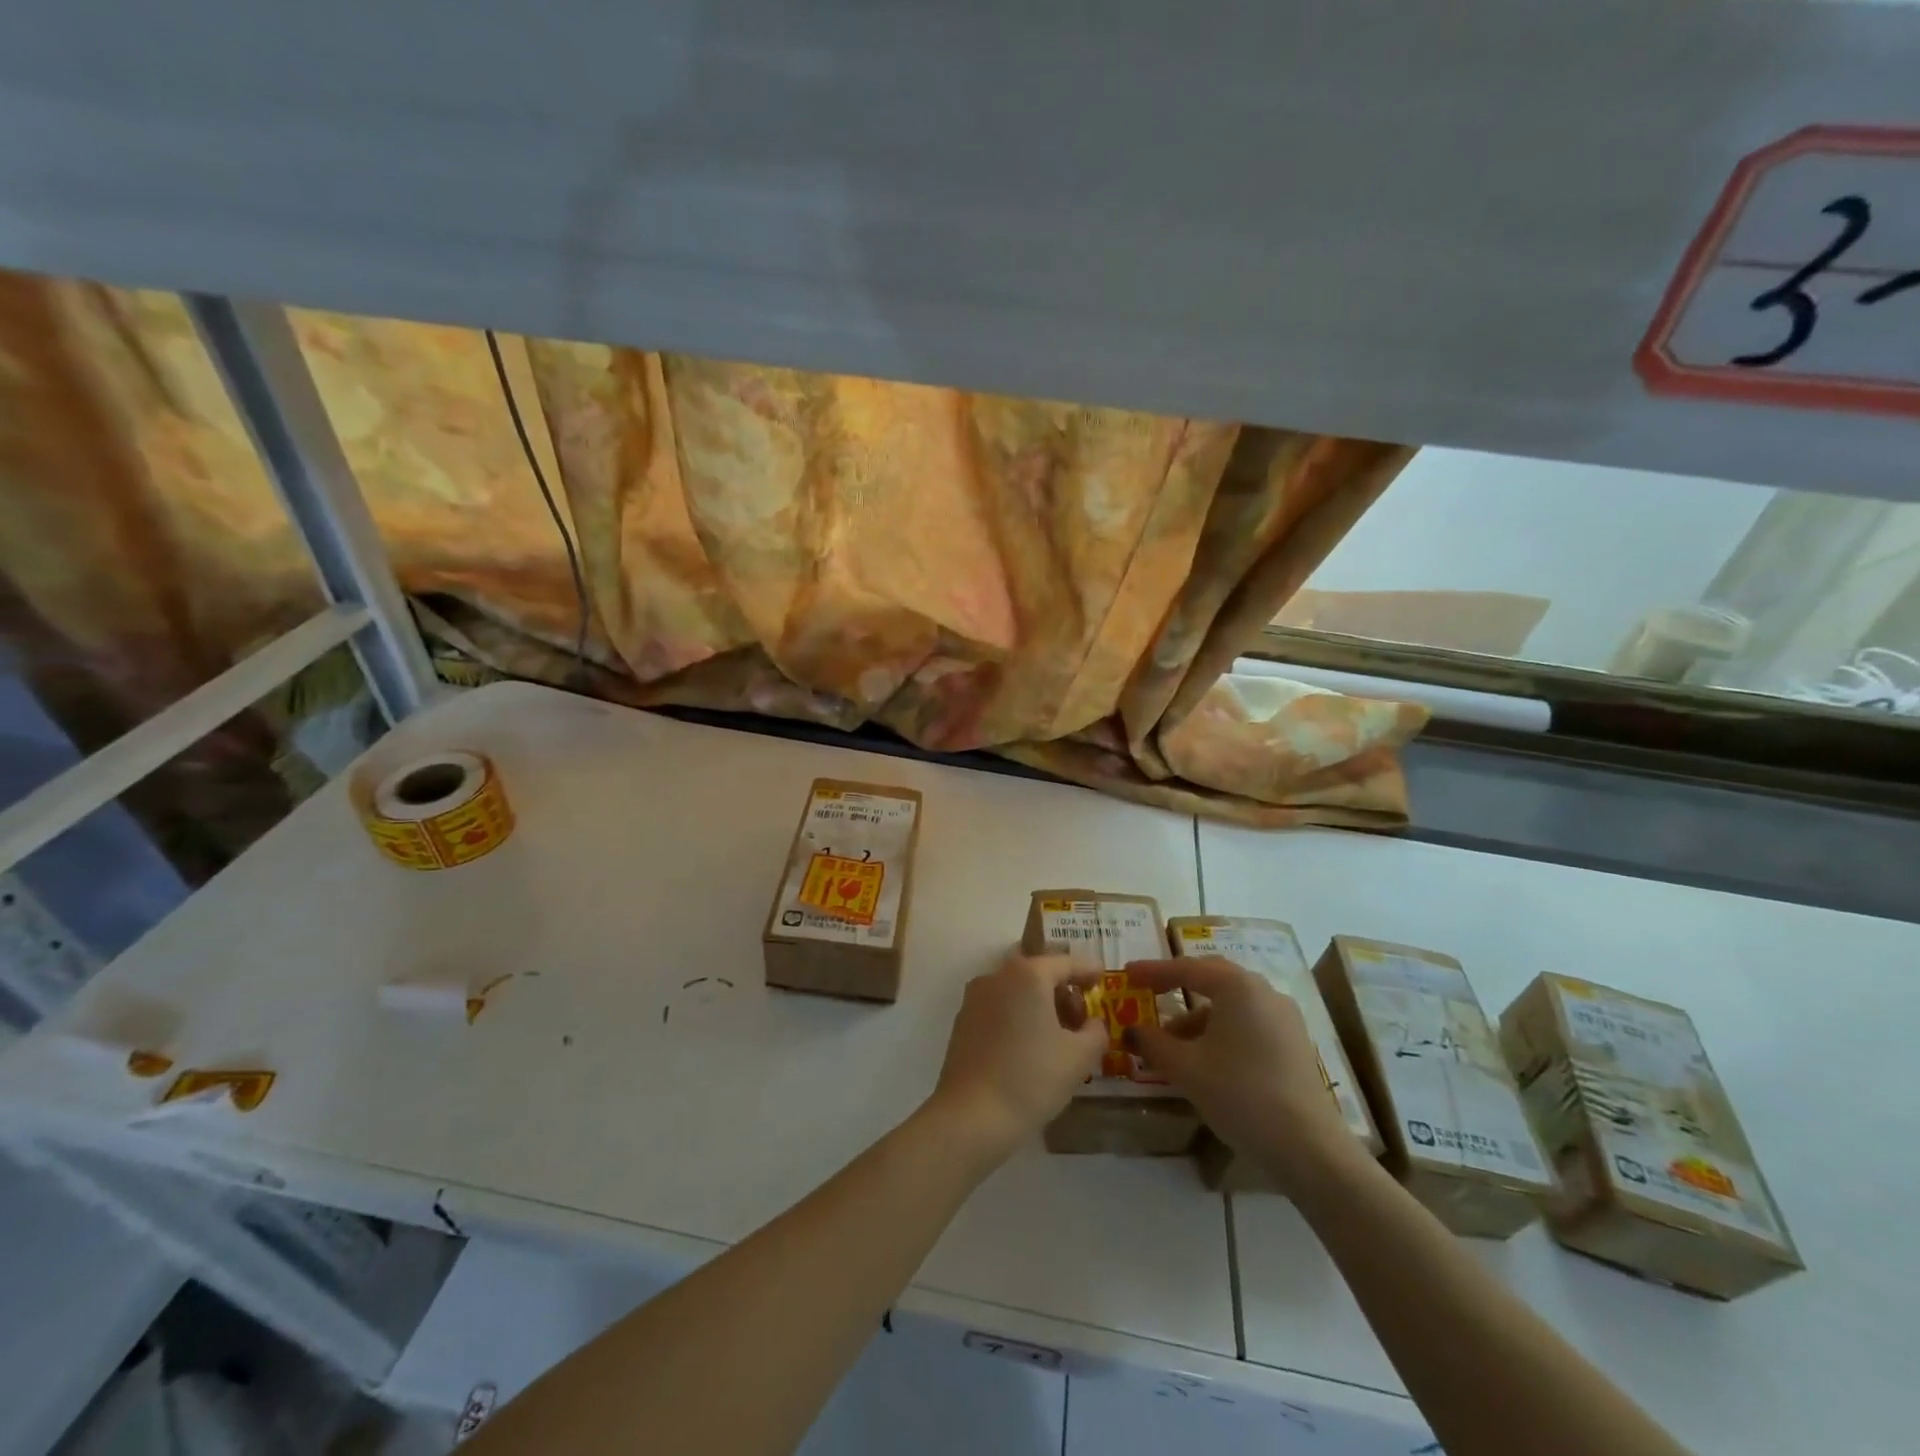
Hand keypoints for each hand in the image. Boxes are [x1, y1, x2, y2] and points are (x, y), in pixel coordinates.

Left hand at [927, 949, 1105, 1166]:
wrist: (971, 1116)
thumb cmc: (1031, 1079)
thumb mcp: (1079, 1057)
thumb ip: (1095, 1031)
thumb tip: (1092, 1023)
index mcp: (1028, 974)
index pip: (1066, 962)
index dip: (1088, 970)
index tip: (1102, 979)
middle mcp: (997, 975)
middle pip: (1038, 972)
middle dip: (1062, 989)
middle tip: (1081, 1018)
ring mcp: (975, 997)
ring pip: (1016, 989)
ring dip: (1039, 1003)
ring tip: (1058, 1037)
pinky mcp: (963, 1021)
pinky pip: (999, 1007)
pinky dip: (1018, 1016)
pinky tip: (1029, 1047)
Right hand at [1124, 956, 1358, 1192]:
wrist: (1309, 1149)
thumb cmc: (1240, 1094)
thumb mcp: (1186, 1068)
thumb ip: (1153, 1043)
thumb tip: (1131, 1031)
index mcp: (1238, 987)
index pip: (1186, 968)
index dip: (1153, 971)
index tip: (1127, 974)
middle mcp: (1264, 992)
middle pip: (1212, 979)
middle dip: (1177, 987)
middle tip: (1149, 994)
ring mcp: (1284, 1018)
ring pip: (1231, 1005)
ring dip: (1198, 1018)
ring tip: (1172, 1046)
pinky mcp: (1294, 1043)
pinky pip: (1248, 1023)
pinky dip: (1221, 1032)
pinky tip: (1206, 1060)